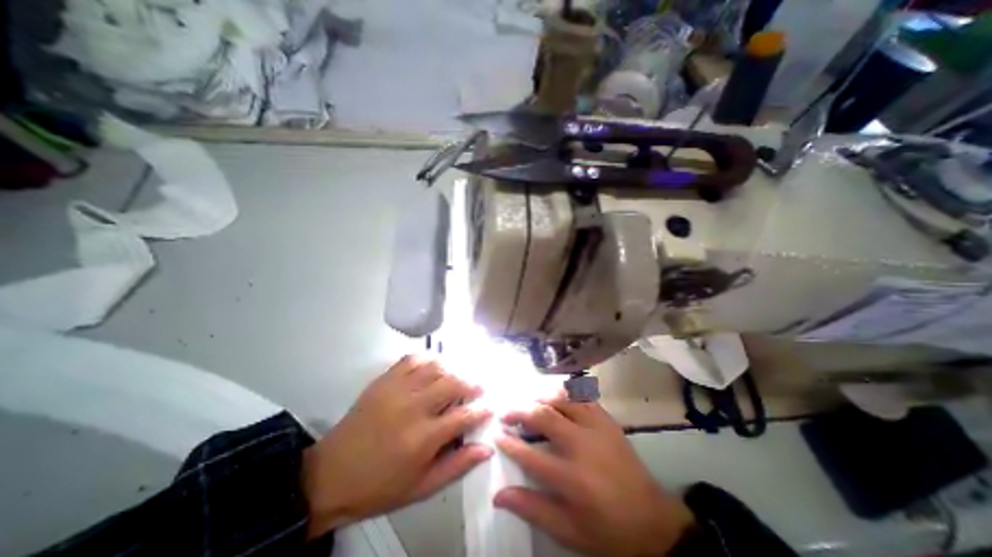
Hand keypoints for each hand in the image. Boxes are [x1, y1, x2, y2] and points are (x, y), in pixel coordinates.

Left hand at [300, 355, 489, 537]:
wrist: (331, 475)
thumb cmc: (380, 485)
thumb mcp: (422, 487)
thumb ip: (457, 465)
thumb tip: (486, 449)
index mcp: (424, 438)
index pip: (464, 416)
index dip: (482, 410)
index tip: (490, 407)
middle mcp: (413, 407)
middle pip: (453, 383)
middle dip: (471, 384)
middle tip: (478, 388)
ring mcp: (397, 389)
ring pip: (435, 367)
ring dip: (452, 370)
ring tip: (458, 377)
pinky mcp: (384, 380)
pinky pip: (412, 359)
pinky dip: (427, 359)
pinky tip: (433, 367)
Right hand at [492, 395, 690, 556]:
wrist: (652, 521)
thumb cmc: (607, 529)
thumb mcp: (568, 531)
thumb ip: (532, 509)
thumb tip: (499, 496)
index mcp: (572, 478)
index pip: (530, 455)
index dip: (509, 443)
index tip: (497, 434)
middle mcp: (582, 445)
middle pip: (544, 417)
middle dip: (520, 411)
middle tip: (506, 413)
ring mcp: (597, 428)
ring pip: (562, 400)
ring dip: (540, 398)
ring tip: (528, 402)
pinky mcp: (607, 420)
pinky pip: (583, 396)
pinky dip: (566, 392)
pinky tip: (556, 396)